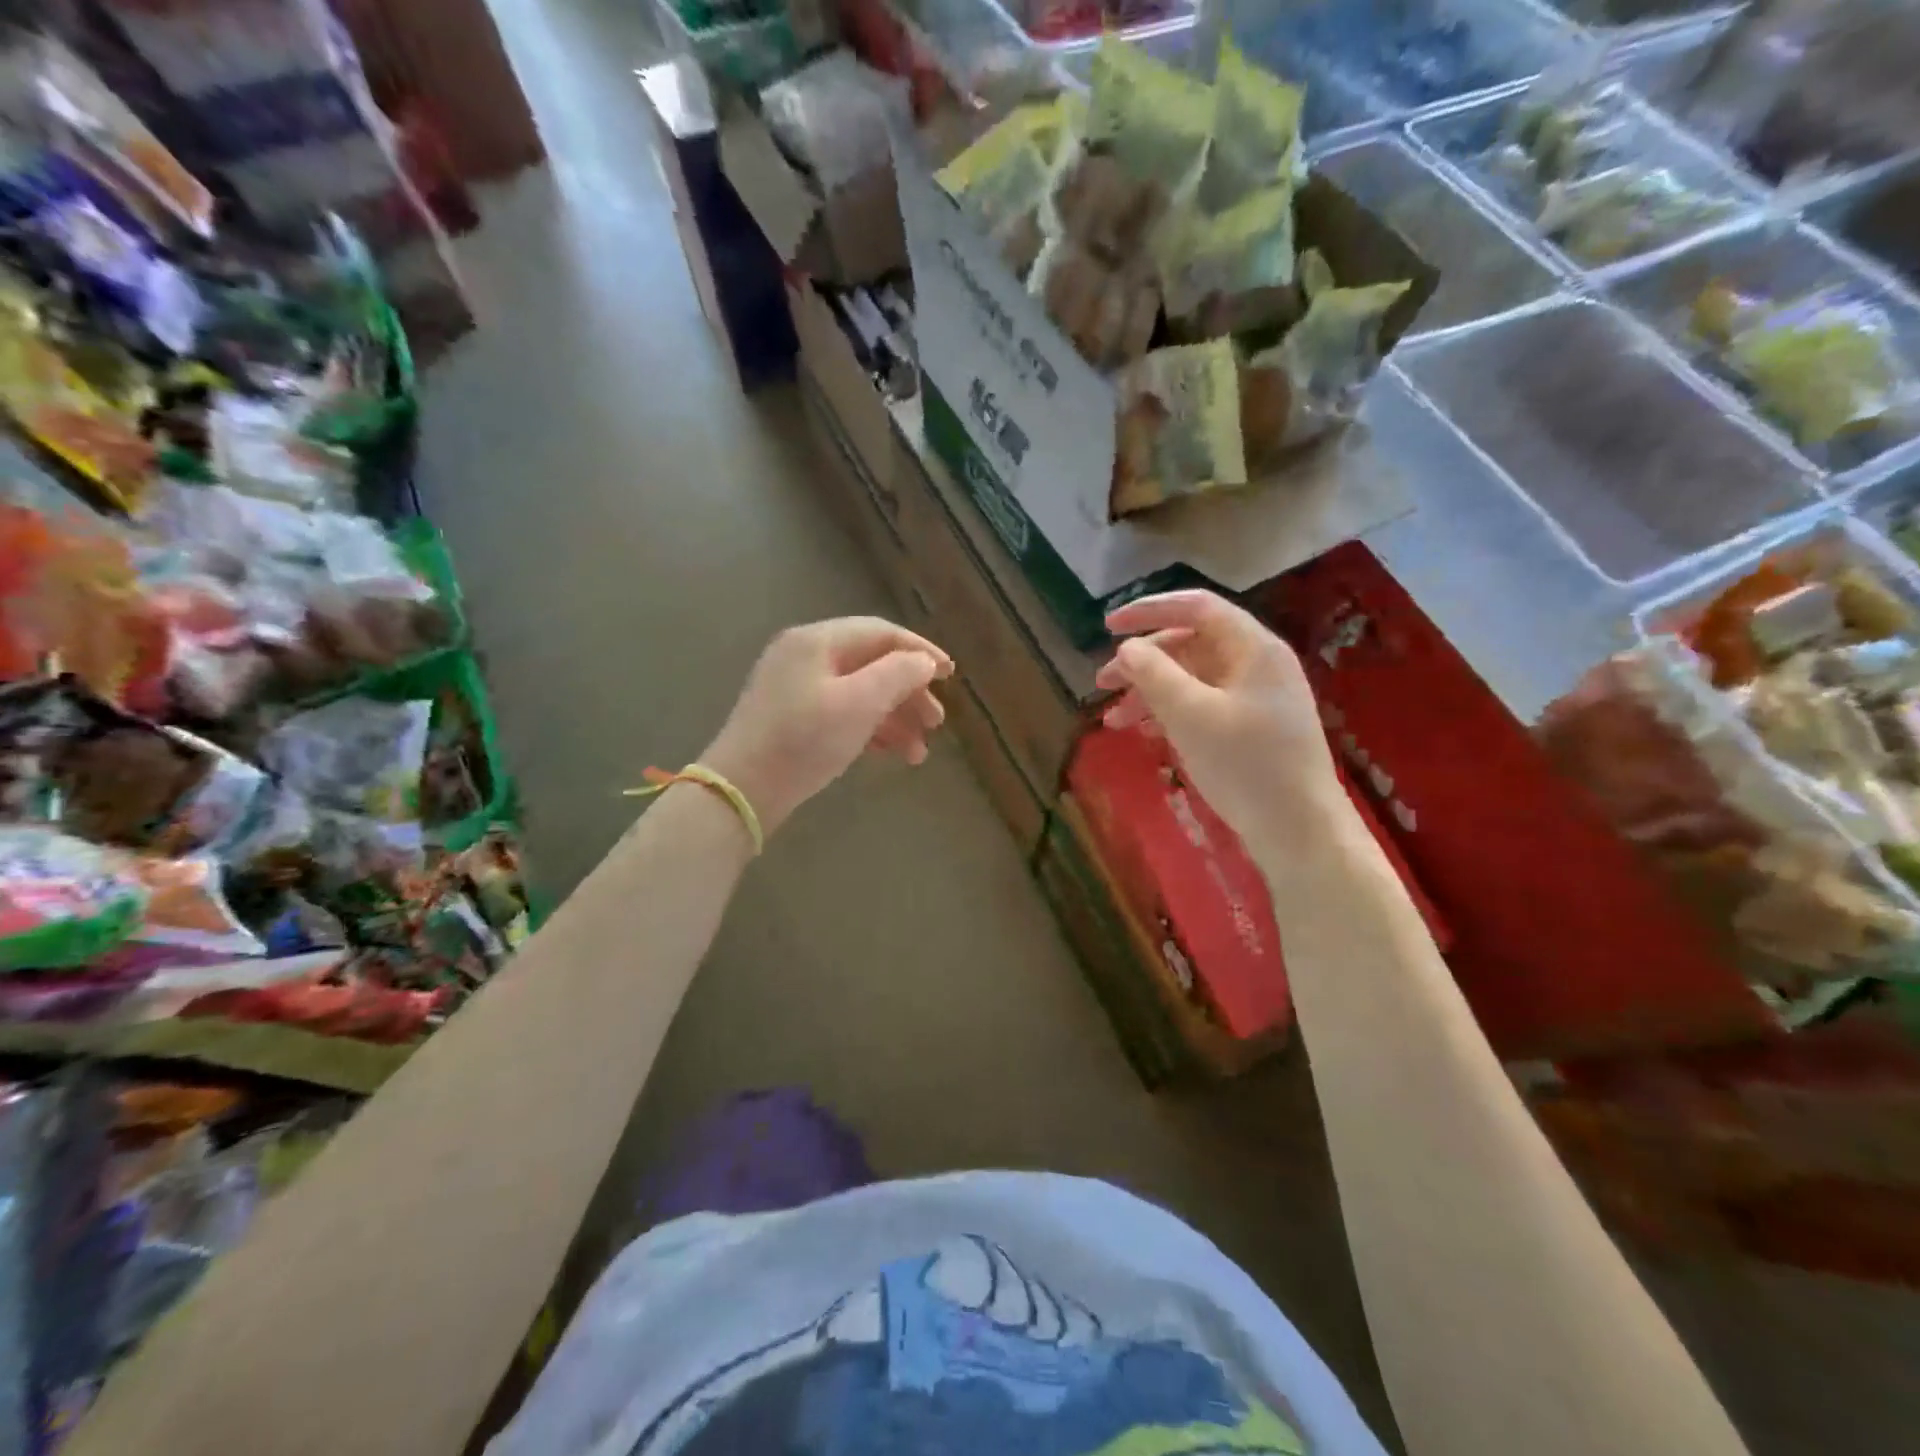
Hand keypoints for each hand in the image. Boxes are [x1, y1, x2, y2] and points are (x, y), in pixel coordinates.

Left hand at [701, 617, 953, 836]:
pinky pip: (842, 712)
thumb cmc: (804, 740)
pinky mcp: (792, 717)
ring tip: (918, 753)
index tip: (951, 674)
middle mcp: (805, 655)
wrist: (742, 790)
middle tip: (937, 722)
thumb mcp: (859, 703)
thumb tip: (923, 661)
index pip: (881, 633)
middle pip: (872, 664)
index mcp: (818, 641)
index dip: (920, 651)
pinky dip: (870, 729)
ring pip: (859, 692)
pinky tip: (892, 753)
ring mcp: (796, 687)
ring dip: (894, 718)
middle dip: (909, 693)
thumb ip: (898, 674)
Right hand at [1097, 591, 1347, 859]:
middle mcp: (1257, 664)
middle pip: (1191, 644)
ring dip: (1150, 692)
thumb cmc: (1247, 766)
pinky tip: (1145, 733)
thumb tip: (1126, 649)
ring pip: (1193, 678)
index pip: (1196, 607)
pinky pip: (1203, 705)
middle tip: (1102, 683)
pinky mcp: (1252, 729)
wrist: (1300, 832)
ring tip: (1114, 720)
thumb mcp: (1191, 716)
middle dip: (1142, 661)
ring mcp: (1257, 698)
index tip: (1107, 627)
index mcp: (1253, 648)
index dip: (1148, 610)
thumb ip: (1154, 675)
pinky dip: (1170, 713)